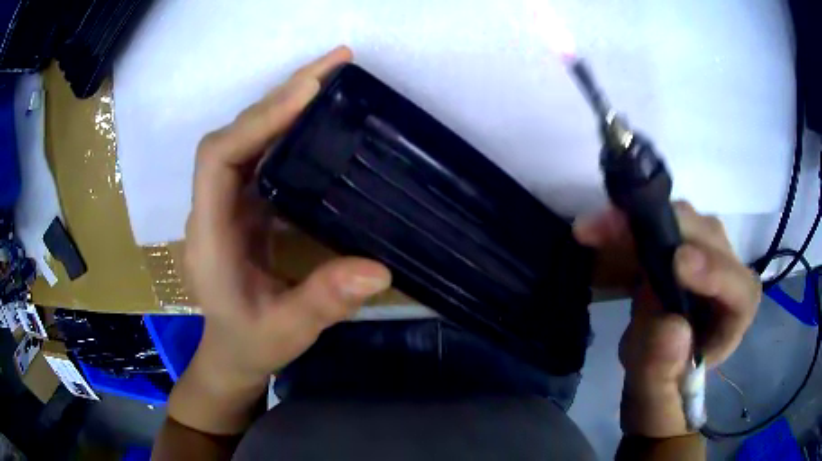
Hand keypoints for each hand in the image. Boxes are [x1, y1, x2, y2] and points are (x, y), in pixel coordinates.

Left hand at [182, 46, 390, 414]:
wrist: (231, 351)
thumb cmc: (250, 343)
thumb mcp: (286, 331)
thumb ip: (322, 302)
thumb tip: (378, 267)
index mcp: (210, 235)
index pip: (217, 159)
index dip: (258, 120)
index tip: (308, 91)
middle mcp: (213, 206)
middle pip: (236, 134)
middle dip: (281, 94)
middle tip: (335, 64)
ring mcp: (228, 202)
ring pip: (249, 137)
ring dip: (286, 102)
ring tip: (332, 77)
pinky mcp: (245, 203)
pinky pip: (263, 153)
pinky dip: (290, 127)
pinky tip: (320, 118)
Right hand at [574, 202, 760, 437]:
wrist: (651, 376)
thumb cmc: (660, 395)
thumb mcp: (655, 402)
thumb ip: (662, 374)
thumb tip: (670, 326)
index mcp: (732, 321)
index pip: (739, 292)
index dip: (715, 272)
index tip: (678, 264)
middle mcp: (723, 278)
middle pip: (706, 238)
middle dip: (661, 230)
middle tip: (609, 229)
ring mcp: (699, 256)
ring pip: (678, 222)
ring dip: (636, 223)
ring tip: (592, 230)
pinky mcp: (674, 249)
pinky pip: (652, 227)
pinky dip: (622, 230)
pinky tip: (594, 236)